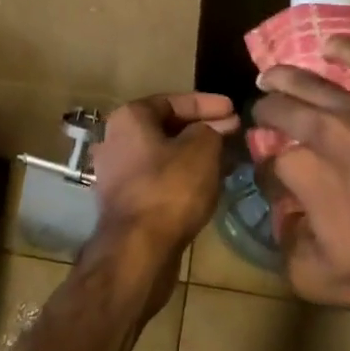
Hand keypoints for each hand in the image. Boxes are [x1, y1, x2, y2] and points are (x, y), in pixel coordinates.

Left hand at [90, 92, 240, 273]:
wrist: (138, 249)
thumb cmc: (170, 188)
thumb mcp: (202, 149)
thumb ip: (212, 130)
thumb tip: (216, 128)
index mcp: (129, 117)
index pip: (174, 100)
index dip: (208, 104)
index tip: (235, 109)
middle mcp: (114, 139)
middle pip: (166, 127)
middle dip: (201, 129)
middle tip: (233, 133)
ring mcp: (115, 173)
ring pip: (162, 155)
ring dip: (193, 154)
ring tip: (225, 157)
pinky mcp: (123, 202)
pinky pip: (157, 178)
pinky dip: (181, 176)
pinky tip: (206, 183)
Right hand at [253, 37, 349, 327]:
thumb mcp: (320, 279)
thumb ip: (286, 247)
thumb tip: (282, 219)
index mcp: (304, 172)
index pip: (270, 162)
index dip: (268, 173)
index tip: (276, 182)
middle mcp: (326, 132)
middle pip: (280, 109)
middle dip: (264, 113)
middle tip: (261, 117)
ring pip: (312, 81)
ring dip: (284, 78)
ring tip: (271, 76)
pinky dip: (345, 51)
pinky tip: (331, 47)